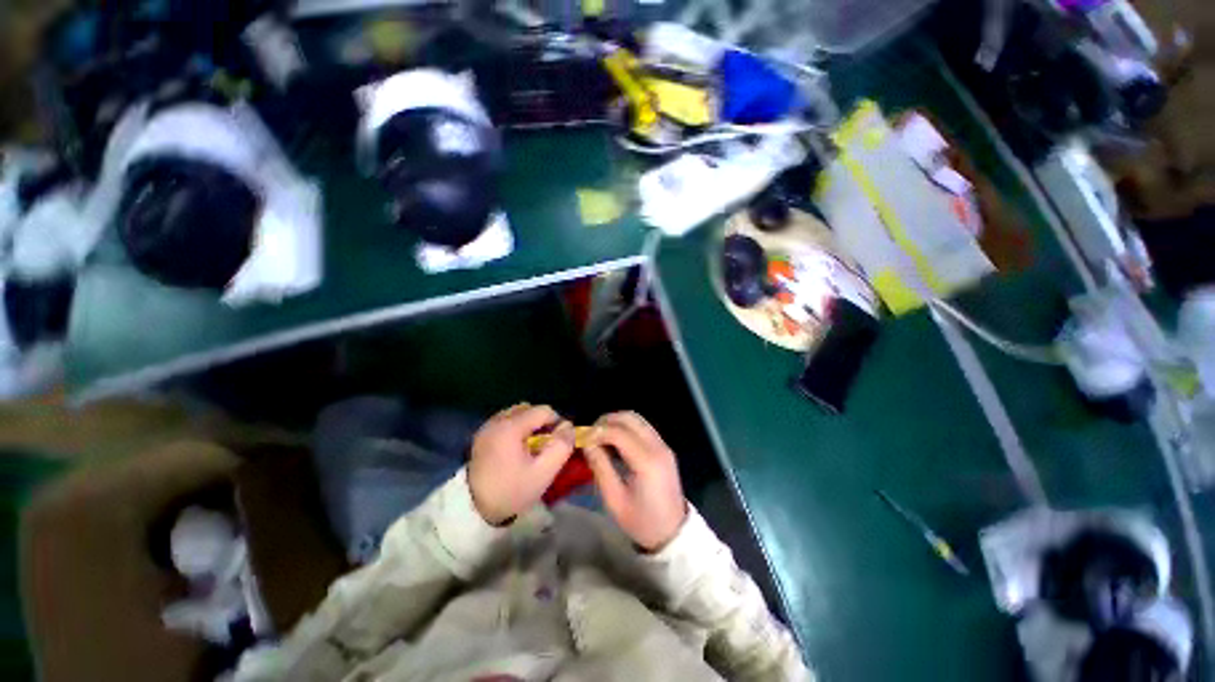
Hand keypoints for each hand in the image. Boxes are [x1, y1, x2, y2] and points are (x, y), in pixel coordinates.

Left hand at [469, 404, 574, 525]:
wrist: (474, 510)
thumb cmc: (512, 491)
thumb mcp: (543, 472)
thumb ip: (561, 446)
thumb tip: (568, 426)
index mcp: (511, 426)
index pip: (543, 410)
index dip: (556, 423)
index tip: (557, 443)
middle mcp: (497, 420)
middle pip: (529, 408)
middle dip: (541, 422)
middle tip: (544, 444)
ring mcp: (486, 427)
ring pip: (516, 413)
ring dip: (528, 424)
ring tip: (530, 446)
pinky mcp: (481, 435)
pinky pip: (505, 421)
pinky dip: (515, 428)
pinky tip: (516, 449)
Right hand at [584, 412, 687, 551]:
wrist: (673, 533)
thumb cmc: (642, 521)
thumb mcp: (615, 500)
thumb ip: (600, 468)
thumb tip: (587, 444)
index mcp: (647, 461)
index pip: (619, 432)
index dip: (598, 431)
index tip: (582, 440)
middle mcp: (657, 446)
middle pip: (629, 418)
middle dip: (606, 421)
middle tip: (590, 435)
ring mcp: (663, 445)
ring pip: (637, 419)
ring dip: (616, 422)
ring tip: (600, 437)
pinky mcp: (663, 447)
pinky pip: (642, 427)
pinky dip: (626, 428)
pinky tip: (614, 442)